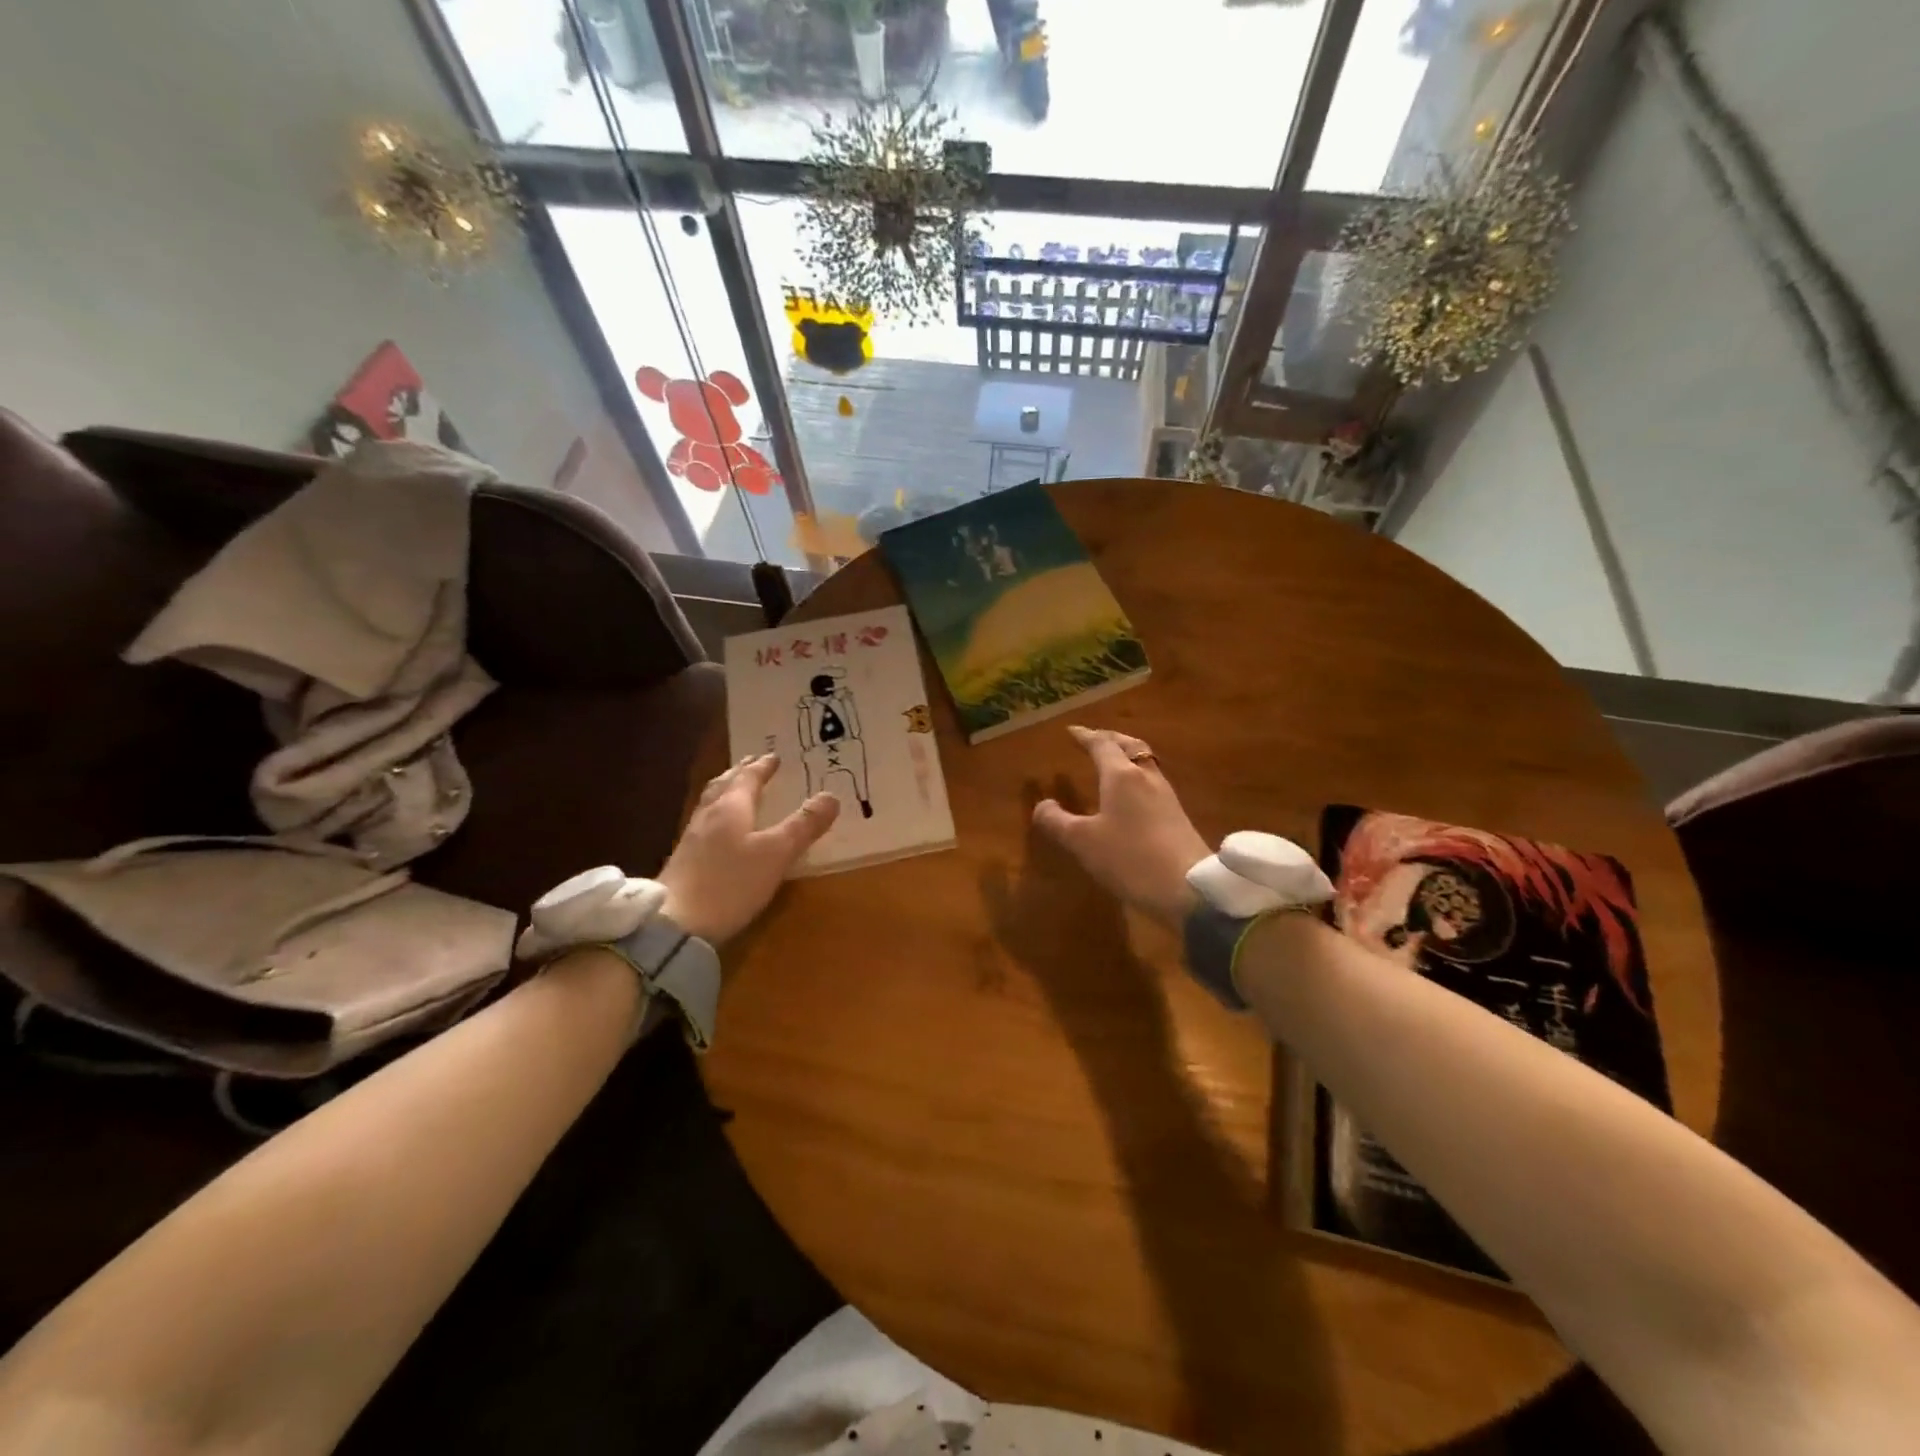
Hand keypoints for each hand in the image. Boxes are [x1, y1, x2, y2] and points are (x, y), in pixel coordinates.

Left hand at [658, 753, 839, 944]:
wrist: (675, 925)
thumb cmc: (731, 883)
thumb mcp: (776, 853)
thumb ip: (803, 825)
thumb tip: (831, 796)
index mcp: (731, 808)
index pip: (748, 778)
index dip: (763, 767)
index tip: (774, 756)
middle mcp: (709, 816)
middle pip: (724, 786)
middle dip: (740, 773)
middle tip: (752, 763)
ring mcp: (692, 839)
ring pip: (711, 804)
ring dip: (726, 791)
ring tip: (735, 789)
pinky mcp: (684, 862)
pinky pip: (705, 824)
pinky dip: (718, 815)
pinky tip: (719, 830)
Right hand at [1033, 726, 1209, 930]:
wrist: (1189, 888)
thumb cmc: (1130, 858)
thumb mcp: (1083, 842)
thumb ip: (1057, 821)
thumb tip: (1043, 805)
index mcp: (1121, 776)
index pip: (1101, 744)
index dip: (1085, 736)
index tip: (1071, 732)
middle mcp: (1146, 777)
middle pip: (1129, 746)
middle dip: (1110, 739)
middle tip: (1094, 738)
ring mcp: (1166, 796)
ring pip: (1144, 763)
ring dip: (1126, 756)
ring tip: (1111, 762)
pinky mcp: (1177, 816)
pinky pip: (1151, 782)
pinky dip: (1136, 776)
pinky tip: (1131, 794)